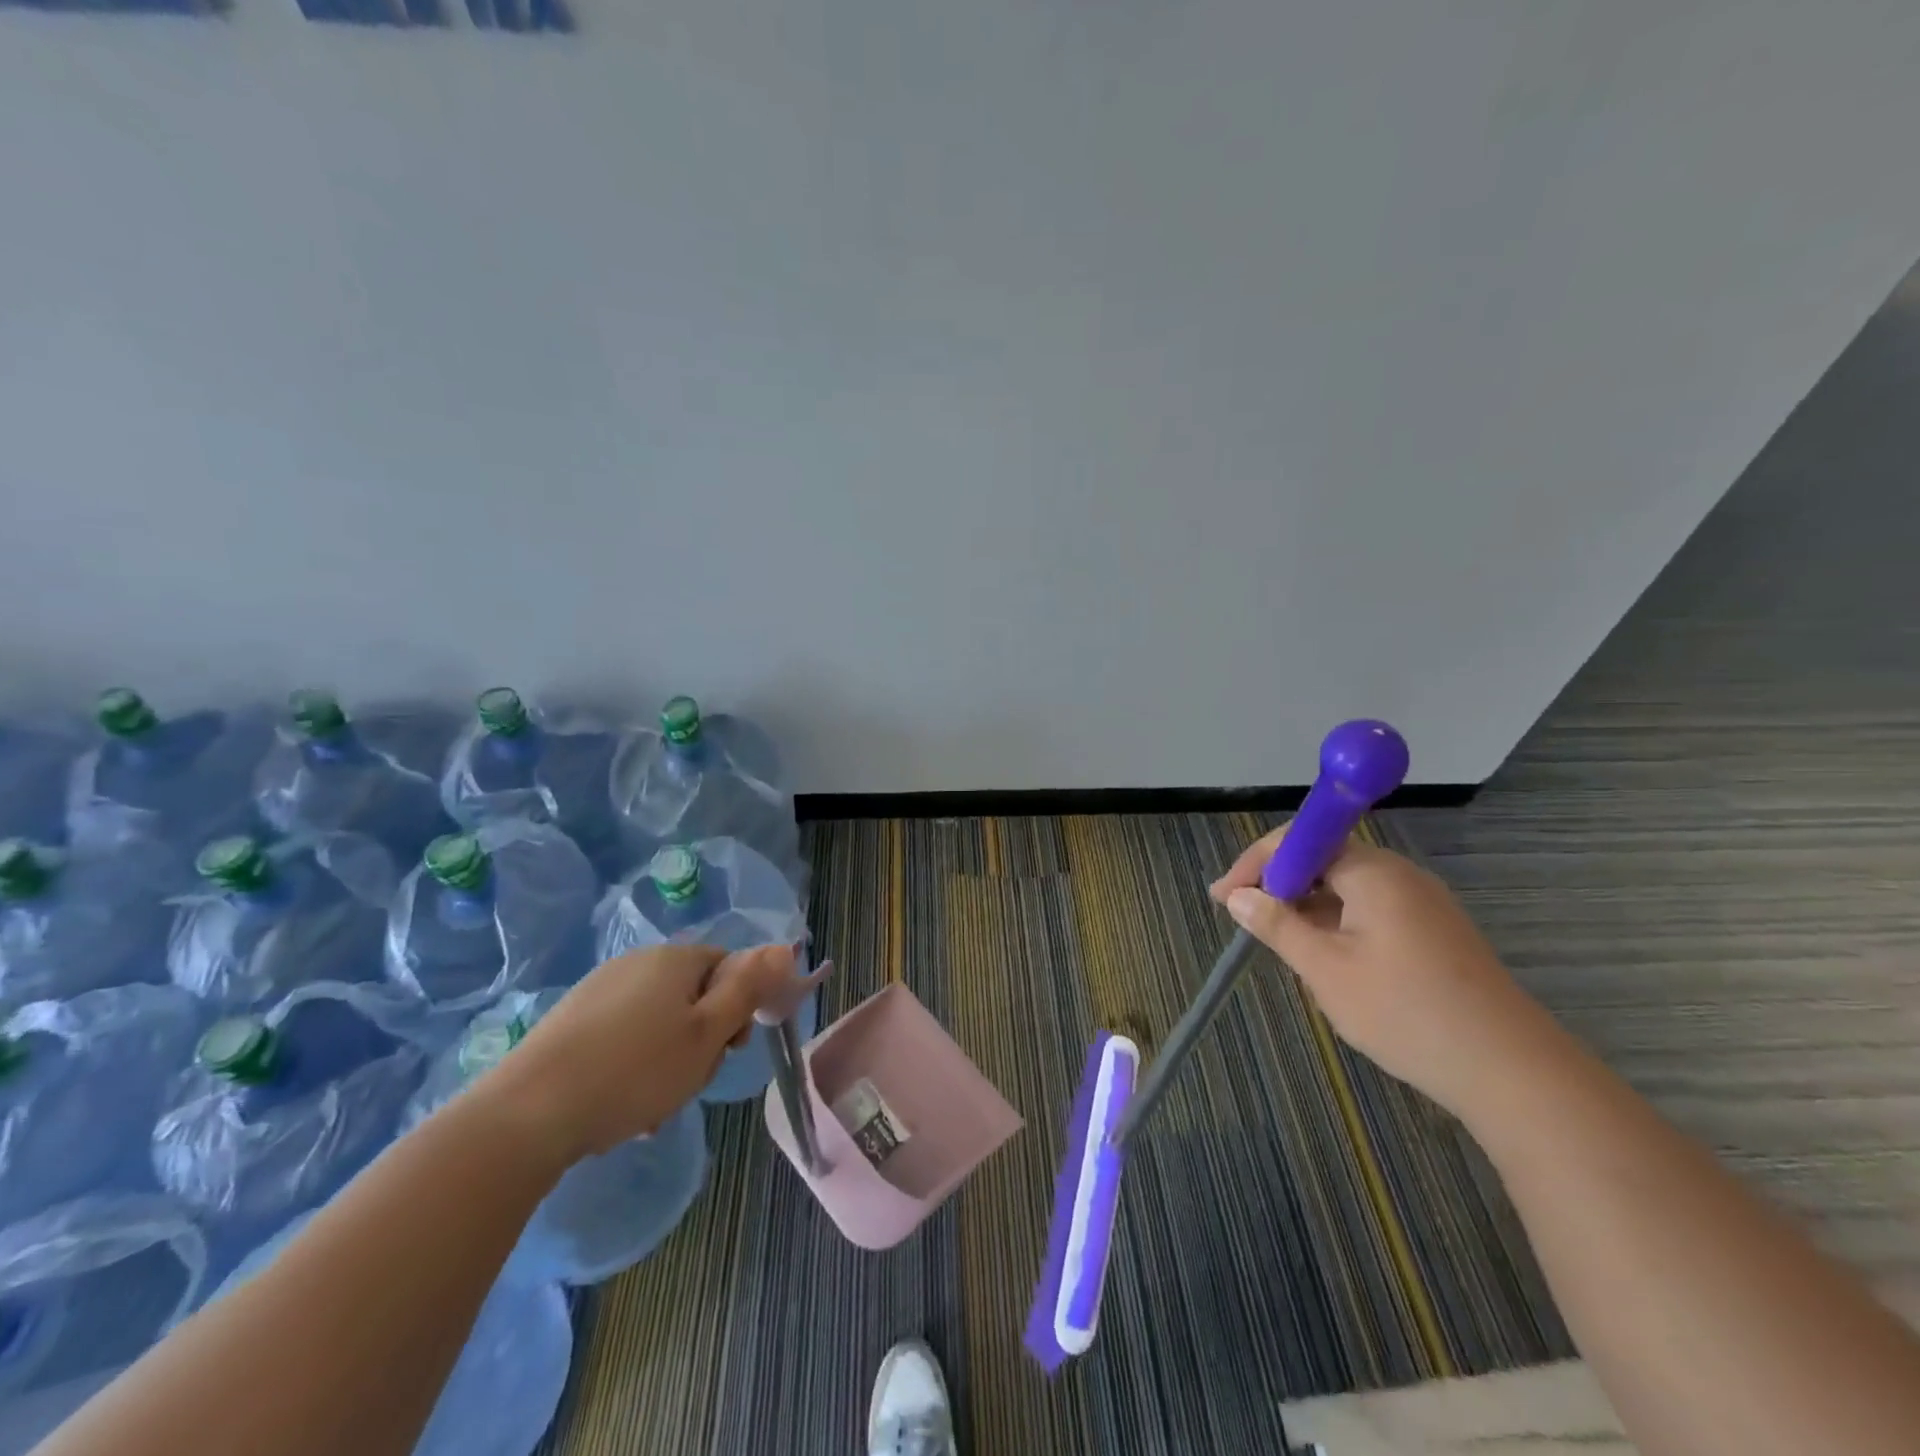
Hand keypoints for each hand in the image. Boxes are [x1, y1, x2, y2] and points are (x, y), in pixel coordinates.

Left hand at [477, 942, 797, 1161]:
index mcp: (676, 959)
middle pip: (693, 995)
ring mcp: (599, 989)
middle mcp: (638, 962)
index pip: (729, 967)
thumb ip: (748, 989)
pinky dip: (631, 1065)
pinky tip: (618, 1106)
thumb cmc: (635, 1071)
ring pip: (658, 1021)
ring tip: (652, 1106)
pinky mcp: (570, 1020)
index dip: (739, 1007)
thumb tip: (784, 947)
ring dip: (667, 1060)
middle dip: (701, 1038)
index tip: (731, 1048)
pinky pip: (621, 1036)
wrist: (527, 1113)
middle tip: (690, 1080)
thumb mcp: (707, 1033)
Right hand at [1211, 828, 1551, 1115]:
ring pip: (1346, 887)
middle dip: (1278, 884)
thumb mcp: (1326, 970)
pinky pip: (1371, 910)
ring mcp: (1422, 904)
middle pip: (1324, 859)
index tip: (1224, 896)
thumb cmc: (1406, 1012)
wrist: (1512, 1071)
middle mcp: (1399, 875)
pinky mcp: (1435, 933)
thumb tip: (1238, 897)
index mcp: (1373, 872)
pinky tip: (1325, 957)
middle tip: (1244, 918)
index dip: (1256, 863)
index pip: (1301, 841)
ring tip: (1278, 941)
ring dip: (1306, 905)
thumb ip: (1278, 926)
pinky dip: (1337, 922)